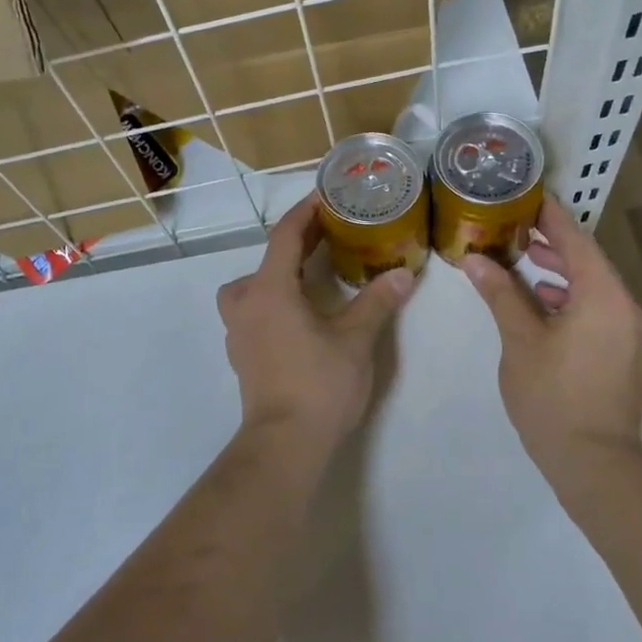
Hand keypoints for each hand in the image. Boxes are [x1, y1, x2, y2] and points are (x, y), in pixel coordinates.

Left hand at [218, 194, 415, 444]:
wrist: (284, 444)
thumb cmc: (318, 384)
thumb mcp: (356, 340)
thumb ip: (377, 302)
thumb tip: (403, 274)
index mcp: (269, 290)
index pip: (284, 236)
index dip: (305, 213)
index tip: (326, 197)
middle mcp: (246, 304)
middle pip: (267, 259)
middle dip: (296, 243)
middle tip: (329, 235)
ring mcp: (238, 332)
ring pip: (250, 288)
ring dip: (276, 275)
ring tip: (309, 279)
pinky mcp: (241, 355)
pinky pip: (252, 312)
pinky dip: (272, 302)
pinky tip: (298, 317)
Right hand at [460, 196, 641, 467]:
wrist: (596, 464)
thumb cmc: (553, 396)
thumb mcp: (519, 341)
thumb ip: (500, 294)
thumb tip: (475, 259)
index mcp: (604, 296)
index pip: (577, 240)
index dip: (552, 217)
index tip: (529, 196)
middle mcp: (626, 308)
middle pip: (590, 263)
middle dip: (554, 245)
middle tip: (517, 230)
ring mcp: (632, 335)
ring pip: (596, 289)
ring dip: (563, 274)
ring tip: (526, 266)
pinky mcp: (627, 356)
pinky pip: (600, 312)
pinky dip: (573, 301)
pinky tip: (544, 308)